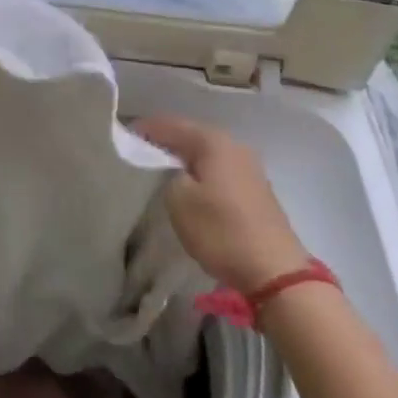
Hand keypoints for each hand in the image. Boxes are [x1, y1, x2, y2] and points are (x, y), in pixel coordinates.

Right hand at [134, 116, 309, 292]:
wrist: (273, 271)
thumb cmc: (221, 230)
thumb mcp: (179, 200)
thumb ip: (168, 174)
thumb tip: (173, 169)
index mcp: (214, 142)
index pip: (171, 125)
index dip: (146, 129)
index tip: (123, 136)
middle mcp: (235, 147)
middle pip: (192, 136)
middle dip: (165, 142)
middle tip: (138, 150)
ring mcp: (249, 169)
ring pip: (207, 155)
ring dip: (184, 159)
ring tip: (159, 168)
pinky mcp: (255, 191)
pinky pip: (218, 171)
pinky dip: (200, 173)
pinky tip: (188, 185)